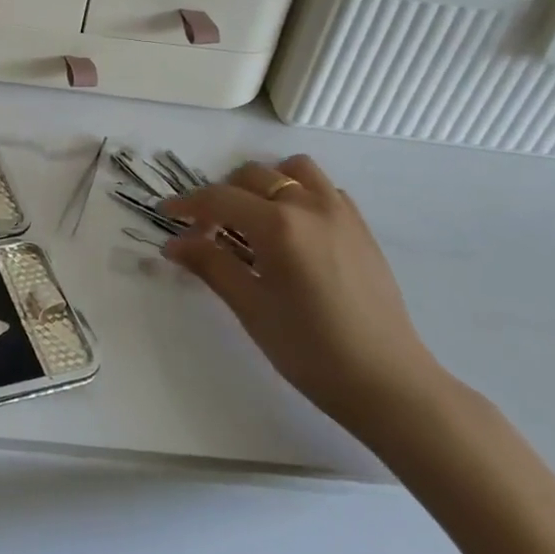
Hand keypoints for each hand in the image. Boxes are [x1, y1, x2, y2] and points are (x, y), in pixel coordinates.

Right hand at [163, 155, 452, 445]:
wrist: (389, 383)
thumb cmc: (311, 351)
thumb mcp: (251, 308)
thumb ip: (211, 265)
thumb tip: (174, 243)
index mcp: (279, 225)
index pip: (219, 198)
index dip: (187, 204)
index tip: (165, 214)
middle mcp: (310, 205)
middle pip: (253, 175)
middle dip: (222, 196)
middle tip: (208, 232)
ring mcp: (340, 212)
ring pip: (293, 170)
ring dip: (266, 183)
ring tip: (253, 219)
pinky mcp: (360, 227)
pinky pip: (324, 189)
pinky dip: (300, 194)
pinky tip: (293, 230)